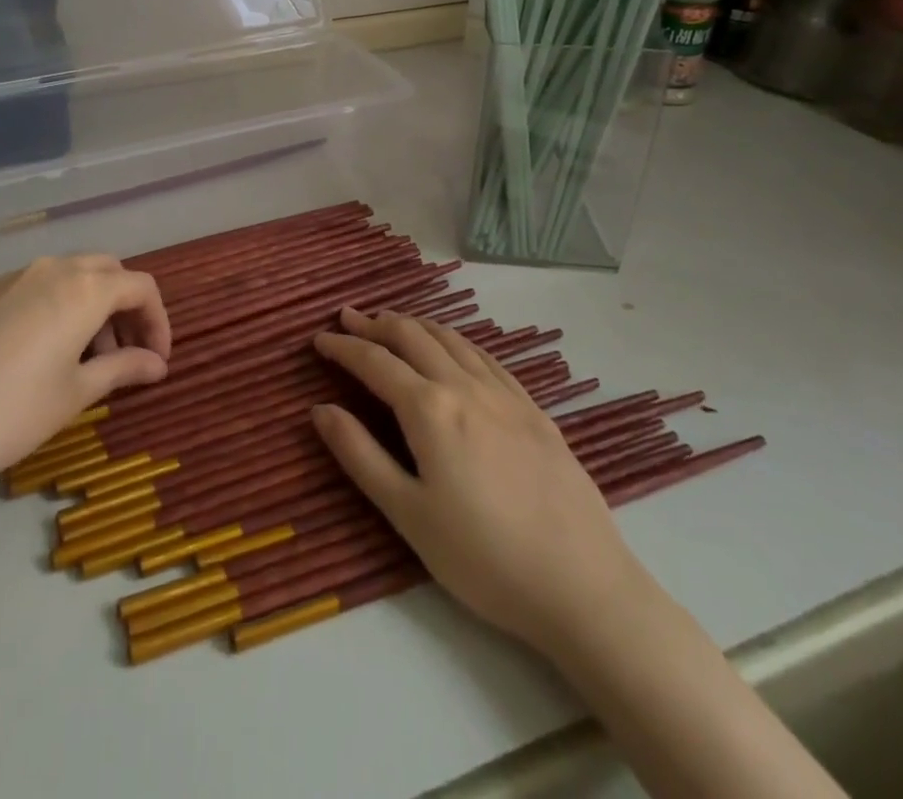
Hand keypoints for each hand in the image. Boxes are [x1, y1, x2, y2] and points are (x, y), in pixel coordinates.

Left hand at [0, 255, 170, 493]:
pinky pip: (38, 287)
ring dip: (93, 307)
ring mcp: (14, 277)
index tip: (157, 360)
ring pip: (72, 276)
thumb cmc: (10, 413)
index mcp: (83, 288)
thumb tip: (157, 364)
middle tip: (126, 354)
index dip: (157, 321)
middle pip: (108, 272)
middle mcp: (53, 269)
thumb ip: (123, 369)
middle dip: (126, 308)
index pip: (140, 287)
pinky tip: (45, 353)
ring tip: (87, 359)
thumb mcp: (76, 394)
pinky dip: (59, 307)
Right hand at [310, 307, 642, 650]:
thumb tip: (320, 410)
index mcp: (430, 409)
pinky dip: (456, 340)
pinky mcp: (534, 409)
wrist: (582, 585)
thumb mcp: (408, 515)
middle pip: (413, 336)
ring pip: (451, 338)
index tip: (320, 339)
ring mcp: (505, 394)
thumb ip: (360, 455)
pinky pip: (486, 356)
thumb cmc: (483, 558)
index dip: (343, 347)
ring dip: (416, 324)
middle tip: (349, 317)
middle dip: (376, 323)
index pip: (375, 362)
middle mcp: (465, 386)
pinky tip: (454, 348)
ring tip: (393, 322)